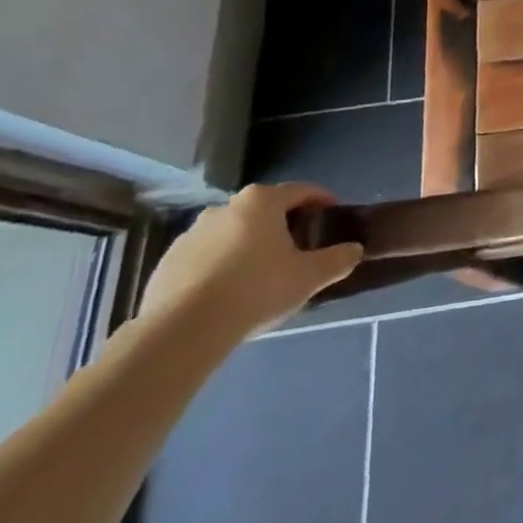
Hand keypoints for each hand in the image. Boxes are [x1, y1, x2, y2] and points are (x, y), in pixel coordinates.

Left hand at [138, 183, 362, 339]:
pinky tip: (225, 294)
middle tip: (296, 250)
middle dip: (282, 226)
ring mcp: (191, 234)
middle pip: (264, 210)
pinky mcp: (167, 263)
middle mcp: (226, 207)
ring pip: (232, 233)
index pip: (302, 190)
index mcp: (262, 201)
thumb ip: (337, 260)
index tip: (332, 215)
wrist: (182, 332)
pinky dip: (218, 267)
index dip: (322, 200)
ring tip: (257, 276)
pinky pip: (204, 257)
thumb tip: (355, 250)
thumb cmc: (256, 290)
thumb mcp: (309, 277)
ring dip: (247, 246)